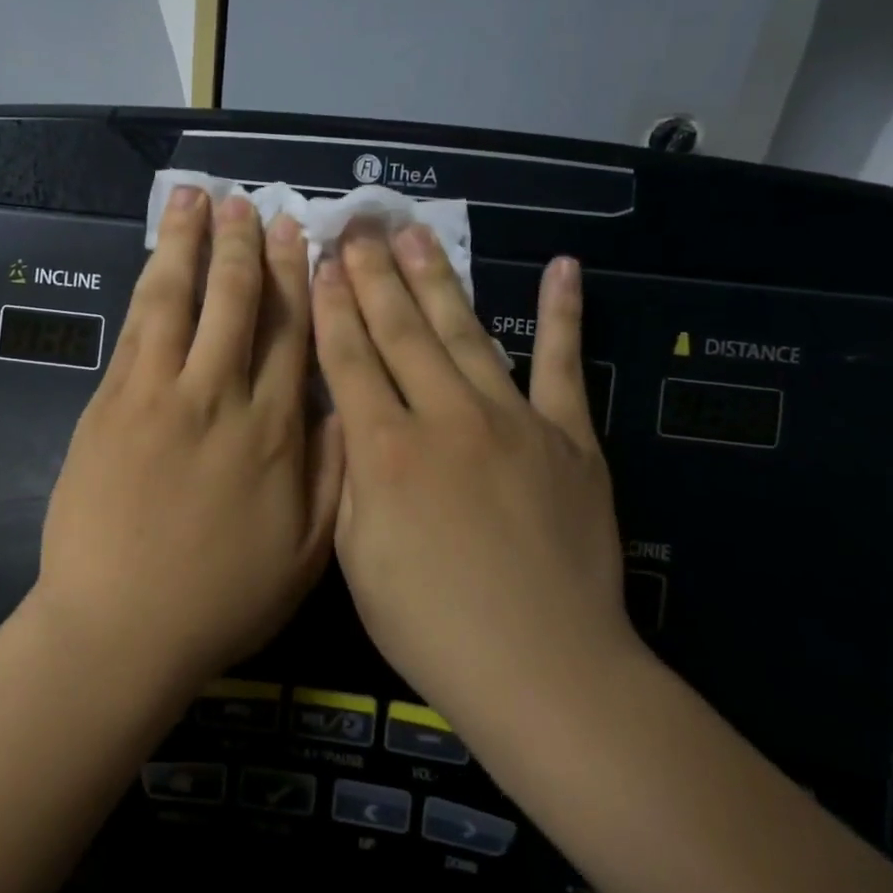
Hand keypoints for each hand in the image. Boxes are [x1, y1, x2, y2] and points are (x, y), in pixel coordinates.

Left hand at [34, 187, 343, 689]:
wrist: (121, 627)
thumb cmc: (220, 600)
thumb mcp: (306, 553)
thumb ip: (332, 472)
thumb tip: (347, 403)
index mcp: (275, 433)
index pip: (295, 336)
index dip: (297, 280)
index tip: (300, 236)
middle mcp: (221, 398)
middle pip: (238, 304)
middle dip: (245, 247)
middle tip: (250, 203)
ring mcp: (159, 395)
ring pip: (180, 300)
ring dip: (190, 244)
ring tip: (196, 198)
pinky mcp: (111, 403)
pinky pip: (136, 329)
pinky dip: (148, 285)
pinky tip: (155, 258)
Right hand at [312, 225, 637, 735]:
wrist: (541, 666)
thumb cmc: (430, 624)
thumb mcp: (356, 557)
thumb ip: (349, 478)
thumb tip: (345, 421)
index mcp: (385, 451)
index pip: (350, 360)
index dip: (332, 308)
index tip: (323, 262)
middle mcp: (445, 418)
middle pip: (402, 332)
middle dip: (374, 276)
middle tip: (360, 226)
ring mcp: (513, 422)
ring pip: (466, 333)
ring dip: (439, 280)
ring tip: (417, 235)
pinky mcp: (569, 439)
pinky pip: (564, 366)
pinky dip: (566, 316)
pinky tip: (563, 268)